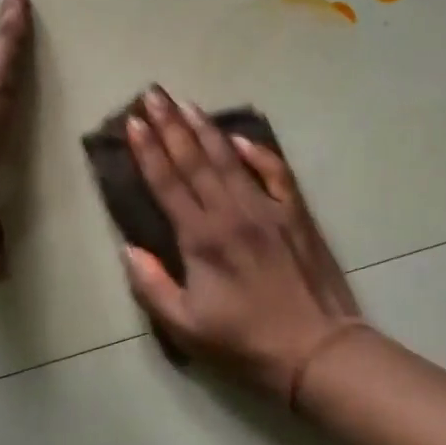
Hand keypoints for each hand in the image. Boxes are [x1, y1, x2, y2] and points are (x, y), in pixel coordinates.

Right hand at [122, 86, 369, 404]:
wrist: (317, 350)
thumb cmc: (245, 343)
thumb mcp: (185, 327)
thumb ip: (151, 285)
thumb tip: (128, 249)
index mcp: (201, 238)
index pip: (167, 183)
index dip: (148, 151)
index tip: (134, 121)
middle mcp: (231, 213)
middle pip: (194, 160)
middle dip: (171, 125)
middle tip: (154, 94)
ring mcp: (267, 209)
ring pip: (230, 159)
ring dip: (205, 129)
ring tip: (186, 103)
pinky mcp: (296, 214)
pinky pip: (275, 173)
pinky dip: (257, 152)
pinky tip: (240, 137)